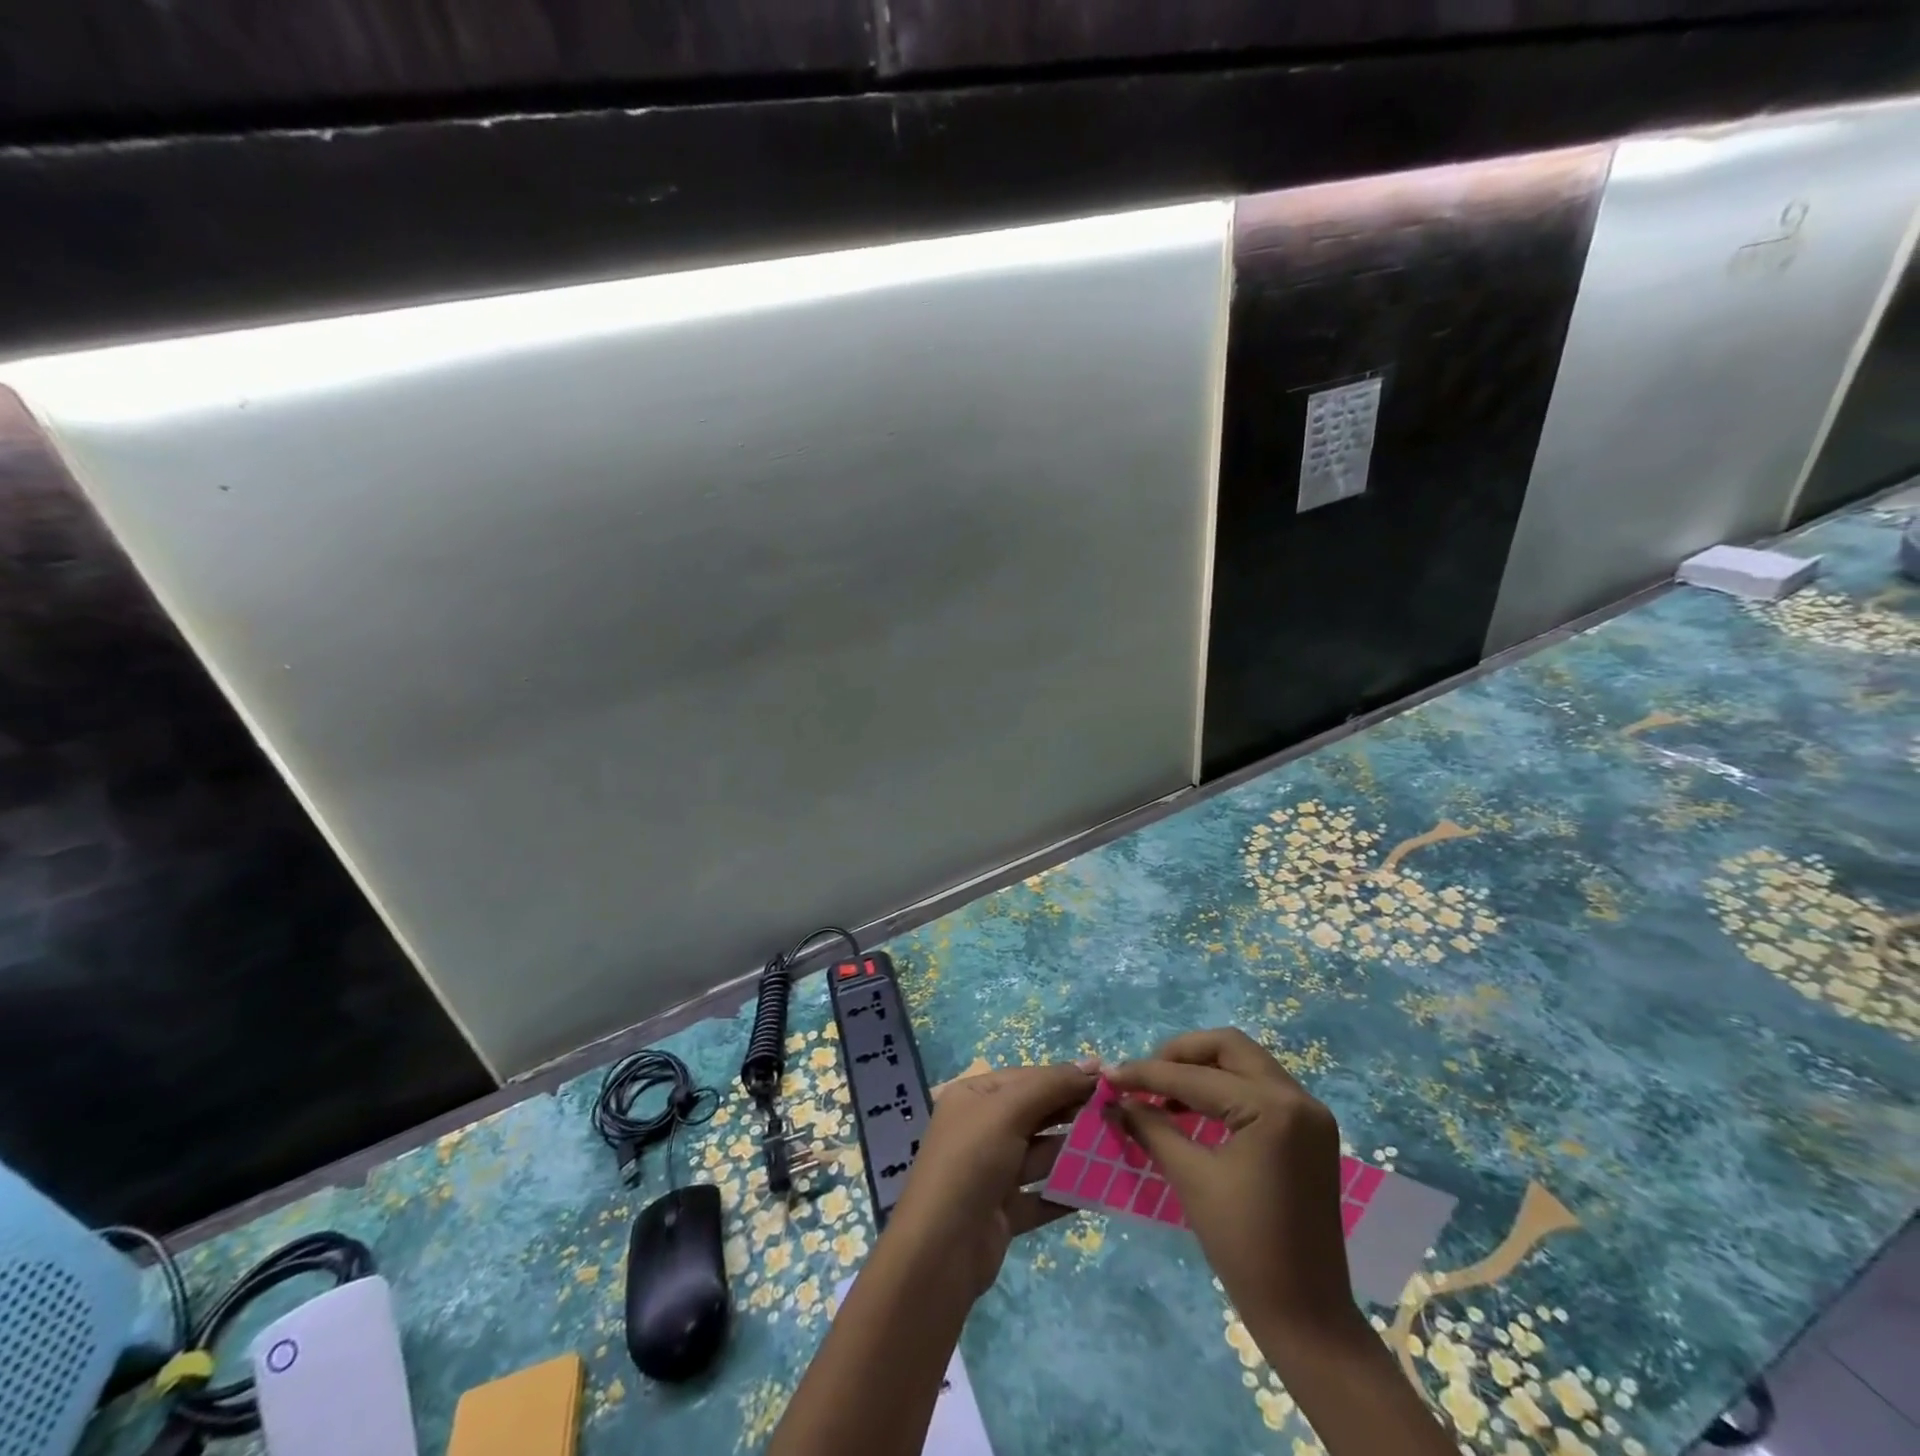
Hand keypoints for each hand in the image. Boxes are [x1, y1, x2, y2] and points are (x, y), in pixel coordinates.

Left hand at [887, 1061, 1096, 1296]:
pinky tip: (1101, 1190)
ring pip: (1041, 1155)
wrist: (940, 1251)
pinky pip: (1042, 1194)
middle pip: (1035, 1114)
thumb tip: (1093, 1063)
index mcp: (974, 1096)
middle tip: (1119, 1115)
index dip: (1066, 1077)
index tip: (1108, 1081)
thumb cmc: (972, 1161)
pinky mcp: (1003, 1211)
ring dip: (1075, 1153)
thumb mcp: (1009, 1111)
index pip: (1027, 1078)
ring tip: (1117, 1148)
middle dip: (1073, 1113)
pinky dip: (1067, 1192)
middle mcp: (981, 1128)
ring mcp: (992, 1171)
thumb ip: (1051, 1086)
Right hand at [1106, 1029, 1358, 1352]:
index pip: (1196, 1077)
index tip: (1109, 1075)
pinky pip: (1259, 1088)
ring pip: (1245, 1062)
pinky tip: (1193, 1108)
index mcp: (1273, 1107)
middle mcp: (1298, 1098)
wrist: (1307, 1317)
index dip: (1147, 1074)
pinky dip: (1224, 1088)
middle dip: (1180, 1054)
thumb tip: (1116, 1100)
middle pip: (1228, 1047)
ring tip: (1162, 1091)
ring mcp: (1309, 1114)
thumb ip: (1151, 1127)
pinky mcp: (1309, 1132)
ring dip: (1202, 1068)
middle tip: (1144, 1076)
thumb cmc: (1245, 1247)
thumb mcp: (1191, 1179)